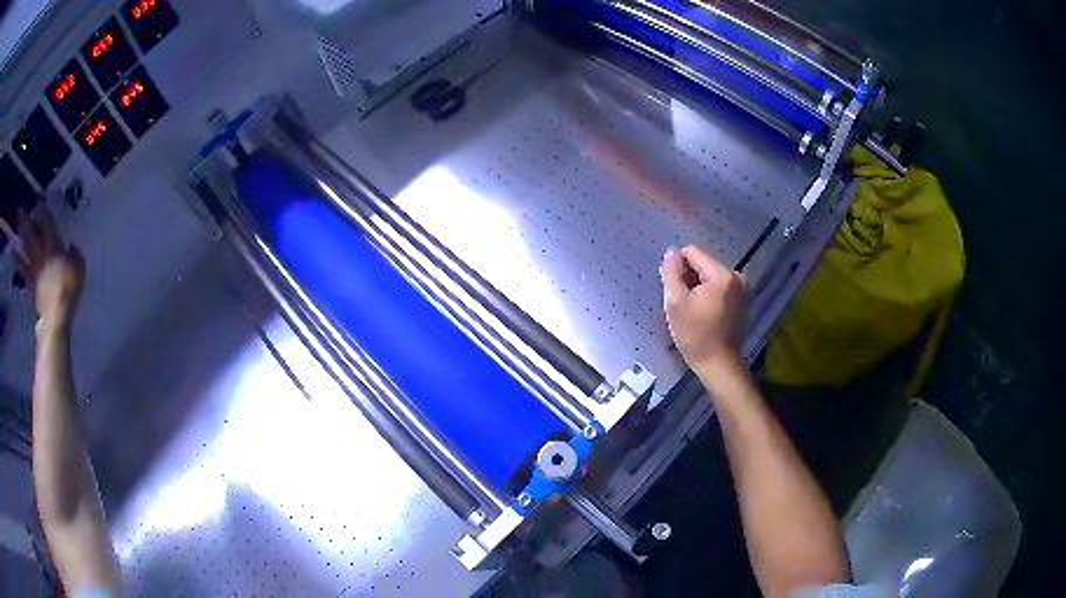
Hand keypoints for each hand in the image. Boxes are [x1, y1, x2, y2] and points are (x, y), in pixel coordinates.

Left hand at [17, 211, 85, 331]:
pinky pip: (23, 268)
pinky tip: (13, 253)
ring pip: (26, 247)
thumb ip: (74, 254)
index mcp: (54, 247)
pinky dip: (17, 260)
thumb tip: (71, 246)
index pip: (48, 224)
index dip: (44, 210)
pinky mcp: (31, 283)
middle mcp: (42, 253)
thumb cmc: (69, 290)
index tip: (41, 198)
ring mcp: (35, 268)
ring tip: (16, 225)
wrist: (55, 317)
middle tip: (20, 209)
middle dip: (27, 221)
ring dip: (21, 236)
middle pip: (33, 234)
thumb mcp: (79, 269)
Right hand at [660, 245, 745, 370]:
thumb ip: (671, 273)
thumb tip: (671, 253)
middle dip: (689, 276)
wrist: (718, 364)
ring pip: (710, 274)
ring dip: (697, 285)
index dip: (677, 265)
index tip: (673, 288)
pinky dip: (708, 293)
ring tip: (692, 308)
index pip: (693, 251)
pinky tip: (703, 312)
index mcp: (722, 274)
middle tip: (682, 301)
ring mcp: (741, 287)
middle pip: (703, 262)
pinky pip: (719, 285)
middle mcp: (736, 275)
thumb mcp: (676, 303)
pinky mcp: (742, 298)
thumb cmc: (695, 335)